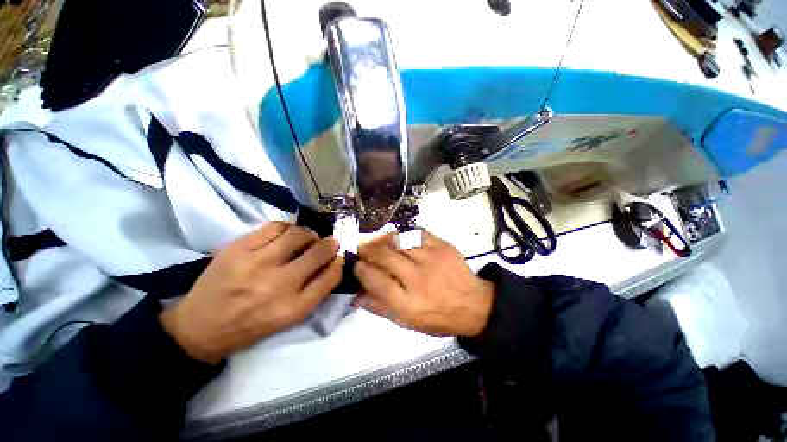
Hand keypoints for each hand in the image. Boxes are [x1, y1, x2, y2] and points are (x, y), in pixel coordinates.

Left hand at [159, 222, 341, 363]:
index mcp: (293, 308)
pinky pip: (275, 227)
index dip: (340, 261)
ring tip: (304, 239)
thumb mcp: (290, 318)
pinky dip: (286, 228)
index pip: (331, 275)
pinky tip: (284, 236)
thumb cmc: (252, 325)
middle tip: (328, 242)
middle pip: (319, 251)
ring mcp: (256, 263)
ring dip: (309, 234)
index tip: (339, 256)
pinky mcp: (237, 248)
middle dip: (330, 244)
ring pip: (299, 234)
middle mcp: (278, 285)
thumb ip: (316, 291)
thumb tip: (334, 262)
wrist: (200, 327)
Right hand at [353, 231, 494, 336]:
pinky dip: (402, 234)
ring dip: (382, 239)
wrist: (473, 304)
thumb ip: (380, 308)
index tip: (356, 265)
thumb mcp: (407, 322)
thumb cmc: (438, 317)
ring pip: (398, 241)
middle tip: (362, 249)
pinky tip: (397, 238)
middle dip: (368, 250)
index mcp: (408, 303)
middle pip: (385, 256)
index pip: (375, 281)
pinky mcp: (442, 246)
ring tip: (375, 241)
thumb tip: (356, 295)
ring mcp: (432, 259)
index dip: (361, 270)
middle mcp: (419, 279)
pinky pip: (416, 233)